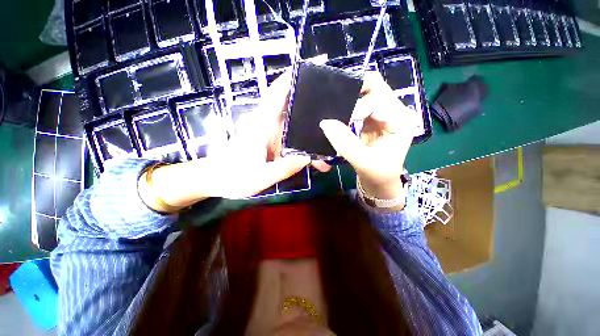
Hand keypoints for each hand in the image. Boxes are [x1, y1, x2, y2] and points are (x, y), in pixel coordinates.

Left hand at [139, 70, 314, 211]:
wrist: (214, 180)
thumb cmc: (231, 177)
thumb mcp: (259, 177)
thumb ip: (283, 168)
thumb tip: (307, 158)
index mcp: (261, 125)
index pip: (278, 94)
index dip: (294, 77)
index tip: (315, 66)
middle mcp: (267, 125)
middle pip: (293, 109)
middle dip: (314, 108)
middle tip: (337, 113)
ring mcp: (271, 135)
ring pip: (296, 129)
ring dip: (312, 137)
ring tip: (330, 149)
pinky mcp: (272, 144)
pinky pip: (292, 142)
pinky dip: (305, 149)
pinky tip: (316, 160)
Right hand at [319, 71, 420, 200]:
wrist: (380, 181)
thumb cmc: (378, 174)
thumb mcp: (363, 161)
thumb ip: (345, 143)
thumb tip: (325, 123)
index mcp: (400, 120)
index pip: (378, 99)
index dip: (357, 107)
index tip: (342, 122)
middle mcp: (395, 111)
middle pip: (375, 87)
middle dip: (353, 92)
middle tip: (336, 105)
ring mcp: (383, 113)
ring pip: (366, 93)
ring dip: (349, 99)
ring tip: (335, 110)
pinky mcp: (372, 118)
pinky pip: (359, 104)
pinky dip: (348, 107)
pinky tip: (339, 115)